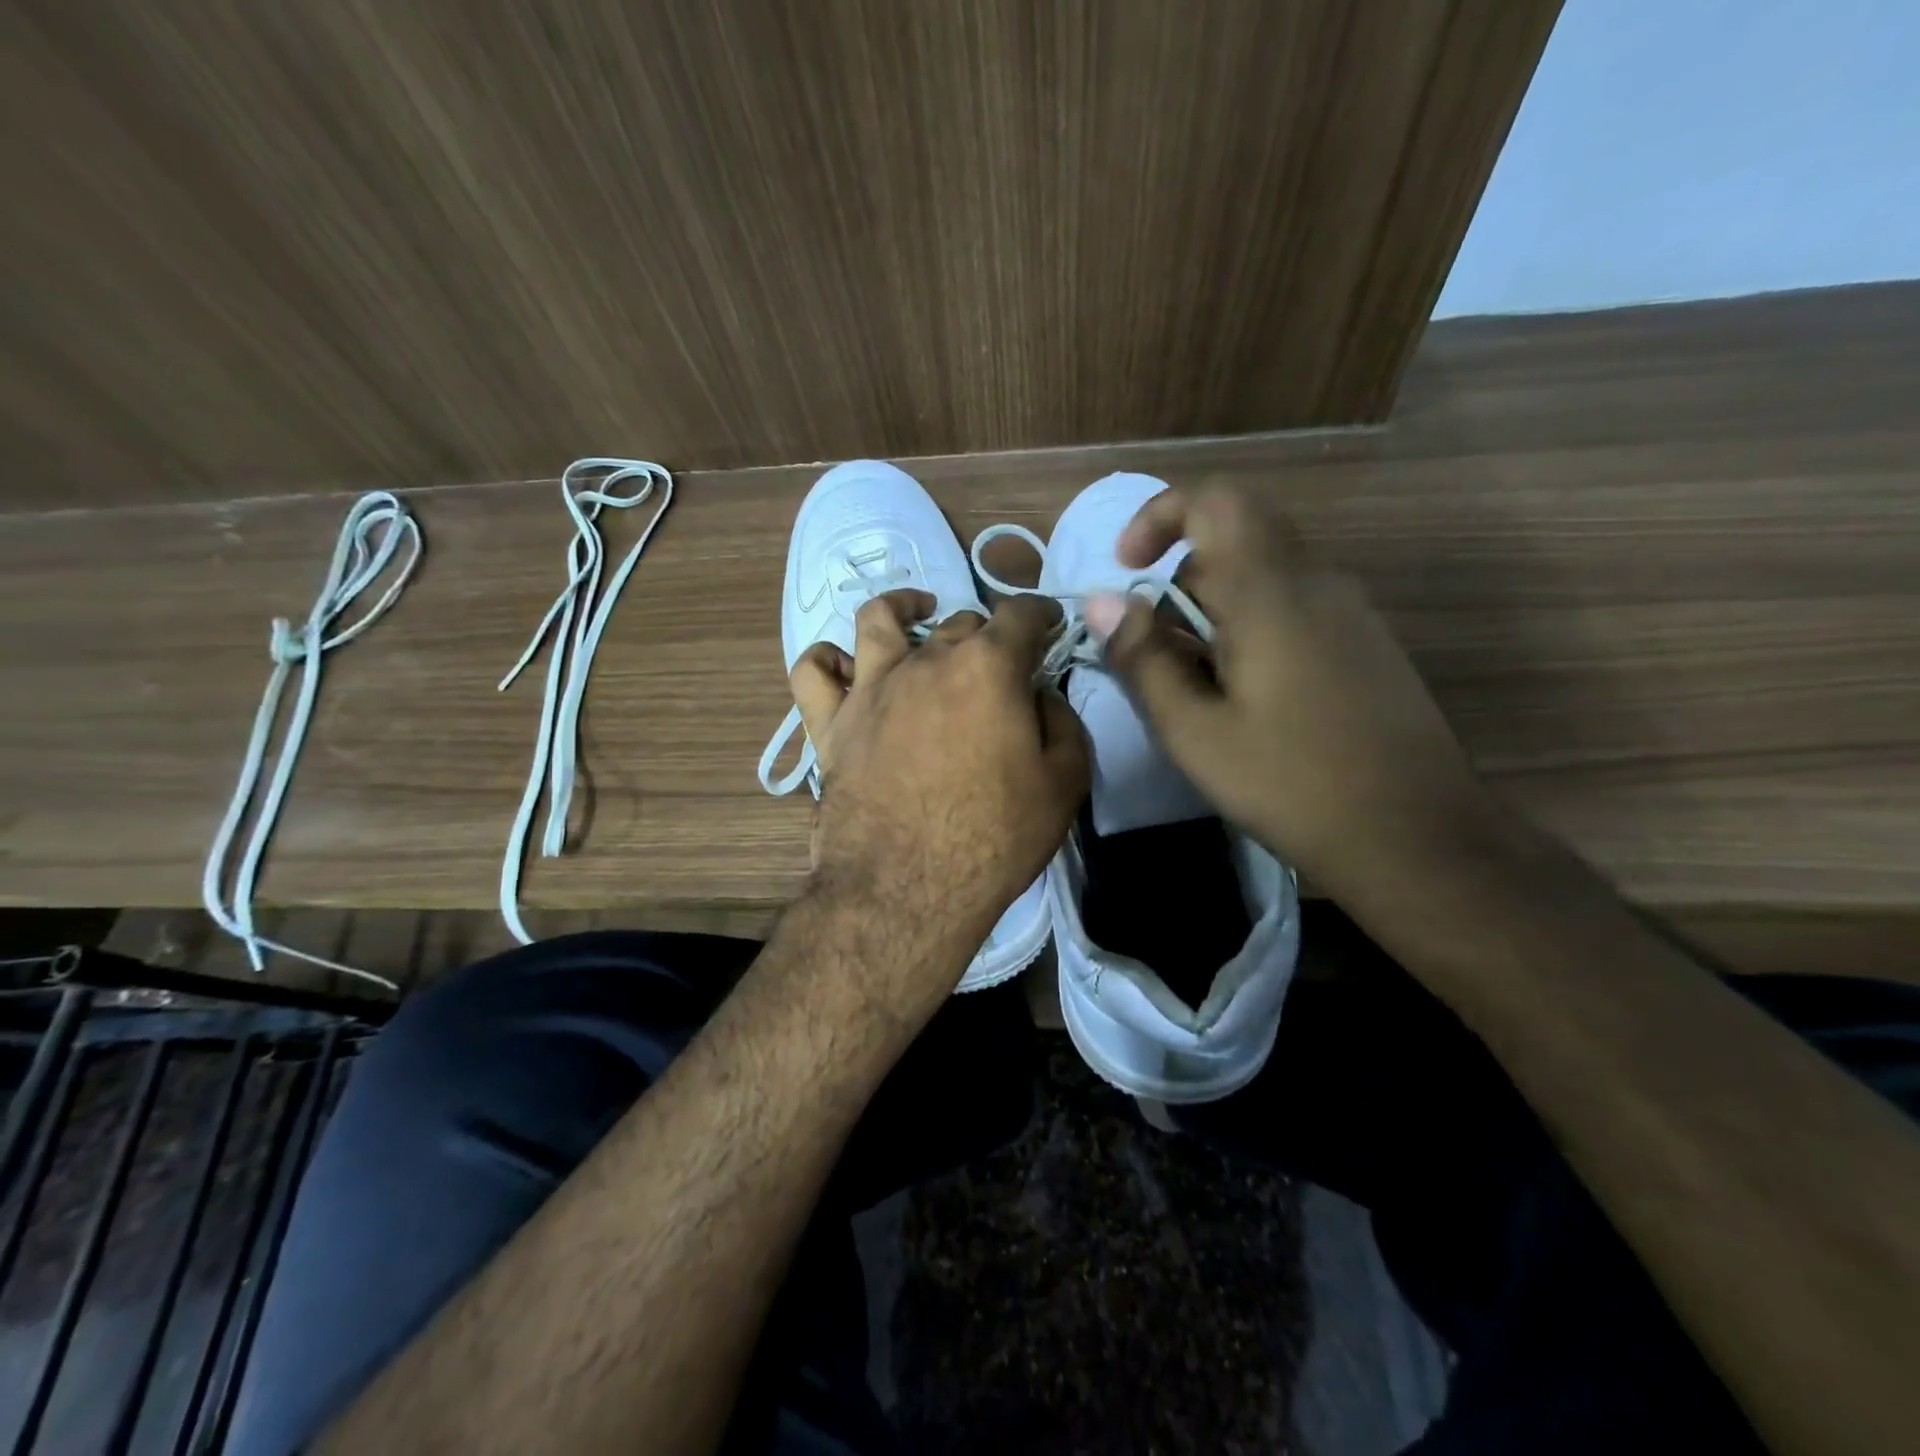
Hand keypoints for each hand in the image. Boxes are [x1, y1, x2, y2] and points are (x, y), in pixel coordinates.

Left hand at [789, 592, 1088, 981]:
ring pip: (879, 620)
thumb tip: (1039, 695)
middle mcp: (926, 661)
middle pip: (960, 623)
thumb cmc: (994, 838)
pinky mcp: (831, 723)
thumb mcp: (1063, 783)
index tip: (1048, 628)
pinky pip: (812, 672)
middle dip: (987, 634)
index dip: (1040, 615)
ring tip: (917, 615)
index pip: (1020, 615)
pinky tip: (847, 667)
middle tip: (998, 665)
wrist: (908, 890)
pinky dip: (828, 660)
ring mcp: (871, 688)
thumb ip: (1062, 723)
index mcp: (987, 667)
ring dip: (903, 609)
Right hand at [1086, 486, 1486, 894]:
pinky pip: (1293, 608)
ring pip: (1261, 579)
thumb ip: (1142, 658)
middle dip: (1177, 587)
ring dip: (1211, 615)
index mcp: (1270, 591)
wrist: (1416, 837)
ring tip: (1196, 692)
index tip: (1126, 568)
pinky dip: (1249, 631)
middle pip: (1231, 543)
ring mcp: (1350, 611)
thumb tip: (1101, 601)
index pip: (1214, 500)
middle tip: (1155, 662)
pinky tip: (1247, 701)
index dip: (1159, 516)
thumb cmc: (1291, 783)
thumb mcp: (1193, 730)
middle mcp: (1317, 582)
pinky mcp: (1366, 642)